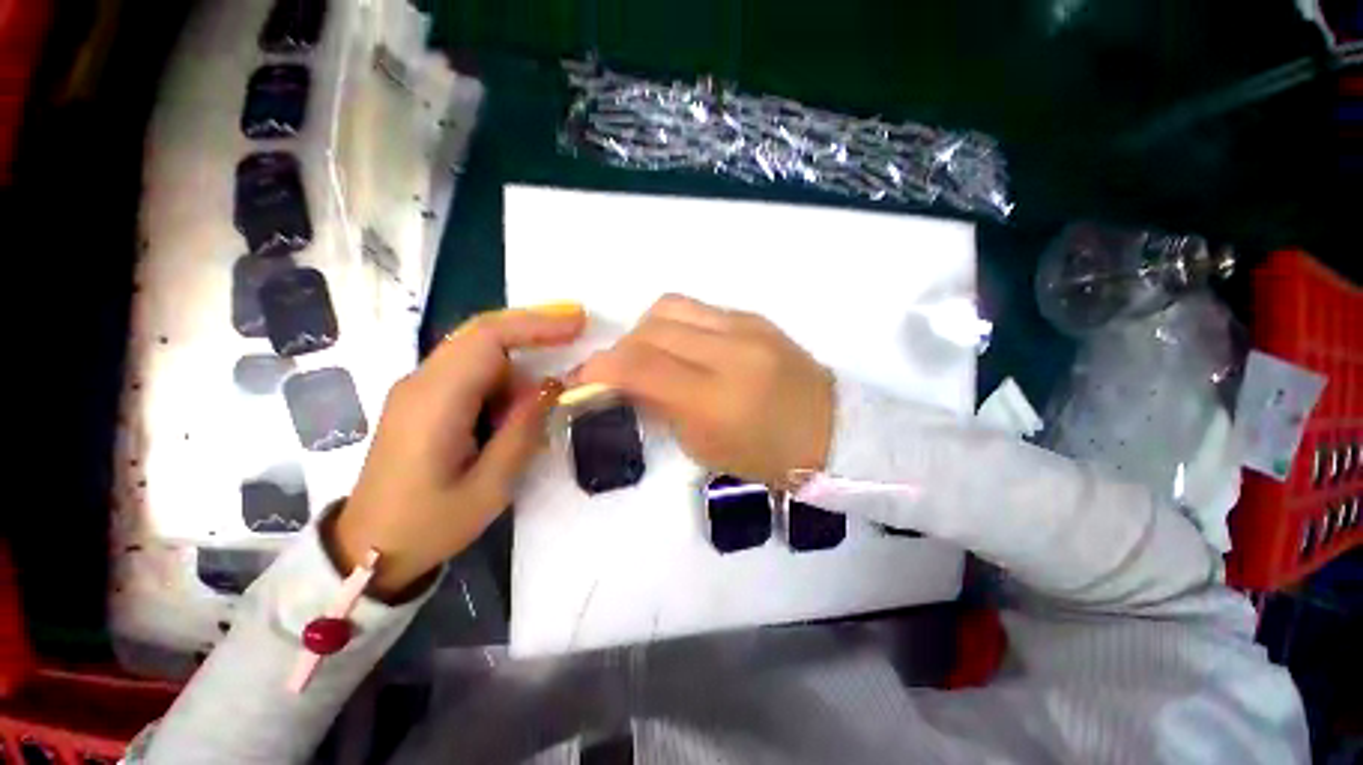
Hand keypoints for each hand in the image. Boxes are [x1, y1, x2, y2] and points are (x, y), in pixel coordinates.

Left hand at [330, 304, 584, 599]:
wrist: (368, 549)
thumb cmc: (430, 524)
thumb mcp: (490, 486)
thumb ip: (523, 430)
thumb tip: (552, 386)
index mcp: (435, 401)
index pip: (487, 339)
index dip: (536, 324)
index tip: (577, 323)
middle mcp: (421, 382)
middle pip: (481, 334)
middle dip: (533, 329)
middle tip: (576, 332)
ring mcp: (417, 389)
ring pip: (478, 352)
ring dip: (519, 361)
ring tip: (548, 391)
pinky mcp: (421, 400)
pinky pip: (470, 371)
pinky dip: (503, 377)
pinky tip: (517, 405)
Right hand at [577, 295, 833, 486]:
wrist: (830, 428)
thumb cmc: (767, 456)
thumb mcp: (704, 447)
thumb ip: (660, 408)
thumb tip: (629, 382)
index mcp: (716, 398)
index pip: (640, 367)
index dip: (600, 368)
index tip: (584, 378)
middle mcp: (730, 352)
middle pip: (650, 329)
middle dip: (621, 348)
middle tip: (619, 372)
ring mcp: (745, 327)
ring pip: (670, 307)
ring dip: (646, 330)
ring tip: (650, 355)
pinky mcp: (754, 317)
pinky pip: (698, 310)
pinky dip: (676, 326)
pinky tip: (685, 348)